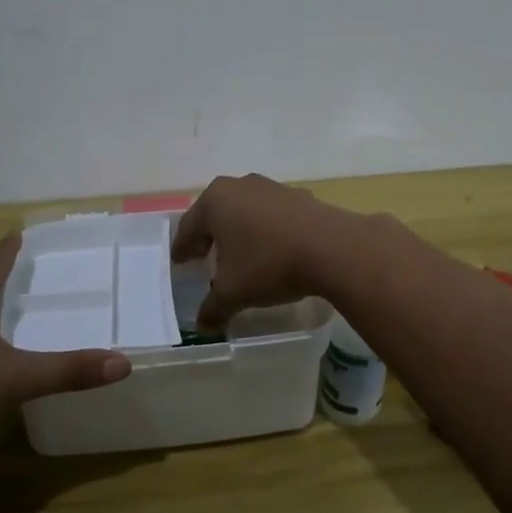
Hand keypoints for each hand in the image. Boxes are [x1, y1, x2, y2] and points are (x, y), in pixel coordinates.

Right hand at [171, 174, 357, 331]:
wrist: (332, 248)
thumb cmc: (269, 264)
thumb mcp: (233, 292)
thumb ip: (213, 308)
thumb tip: (202, 326)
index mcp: (215, 201)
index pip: (189, 227)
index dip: (182, 248)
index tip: (179, 261)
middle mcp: (240, 186)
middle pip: (216, 213)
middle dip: (209, 235)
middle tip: (202, 255)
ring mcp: (272, 187)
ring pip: (245, 210)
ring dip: (239, 230)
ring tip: (239, 253)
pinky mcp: (299, 196)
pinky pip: (272, 215)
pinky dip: (266, 229)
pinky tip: (272, 249)